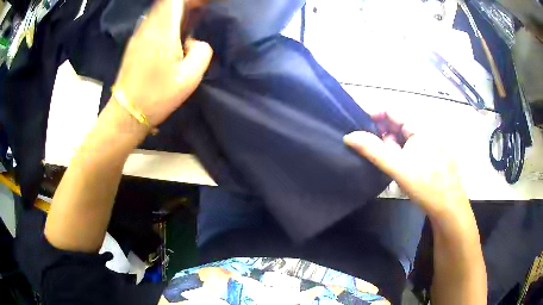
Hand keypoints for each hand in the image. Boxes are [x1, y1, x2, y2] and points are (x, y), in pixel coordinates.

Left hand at [113, 0, 212, 126]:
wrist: (126, 113)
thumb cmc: (157, 96)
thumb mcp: (190, 78)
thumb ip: (202, 52)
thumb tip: (193, 42)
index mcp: (163, 31)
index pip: (177, 0)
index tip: (206, 4)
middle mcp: (148, 27)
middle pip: (168, 2)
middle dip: (187, 3)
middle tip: (202, 9)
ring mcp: (138, 35)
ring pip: (159, 11)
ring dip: (176, 9)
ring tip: (191, 17)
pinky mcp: (134, 44)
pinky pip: (152, 21)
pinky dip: (166, 18)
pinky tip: (173, 30)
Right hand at [344, 112, 469, 216]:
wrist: (449, 208)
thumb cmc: (426, 186)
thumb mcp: (399, 168)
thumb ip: (374, 151)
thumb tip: (349, 136)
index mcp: (419, 128)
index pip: (392, 111)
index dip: (373, 114)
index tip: (356, 124)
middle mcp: (424, 132)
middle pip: (396, 124)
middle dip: (379, 132)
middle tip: (365, 146)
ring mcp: (428, 145)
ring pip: (402, 138)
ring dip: (388, 145)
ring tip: (378, 158)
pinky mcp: (429, 157)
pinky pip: (409, 148)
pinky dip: (398, 153)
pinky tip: (393, 165)